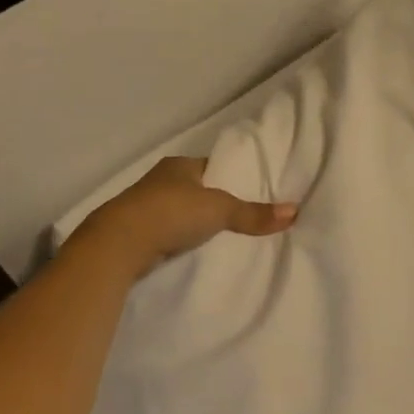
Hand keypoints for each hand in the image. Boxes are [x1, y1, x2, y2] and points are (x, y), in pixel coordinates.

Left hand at [72, 157, 297, 277]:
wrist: (118, 244)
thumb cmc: (170, 212)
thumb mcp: (219, 210)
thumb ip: (253, 213)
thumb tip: (295, 211)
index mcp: (179, 165)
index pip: (213, 167)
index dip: (232, 177)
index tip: (253, 190)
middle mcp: (161, 180)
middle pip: (197, 189)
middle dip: (215, 201)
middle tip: (243, 215)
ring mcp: (146, 206)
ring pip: (181, 211)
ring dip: (196, 221)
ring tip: (223, 235)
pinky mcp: (138, 232)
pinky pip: (169, 231)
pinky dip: (181, 238)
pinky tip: (195, 248)